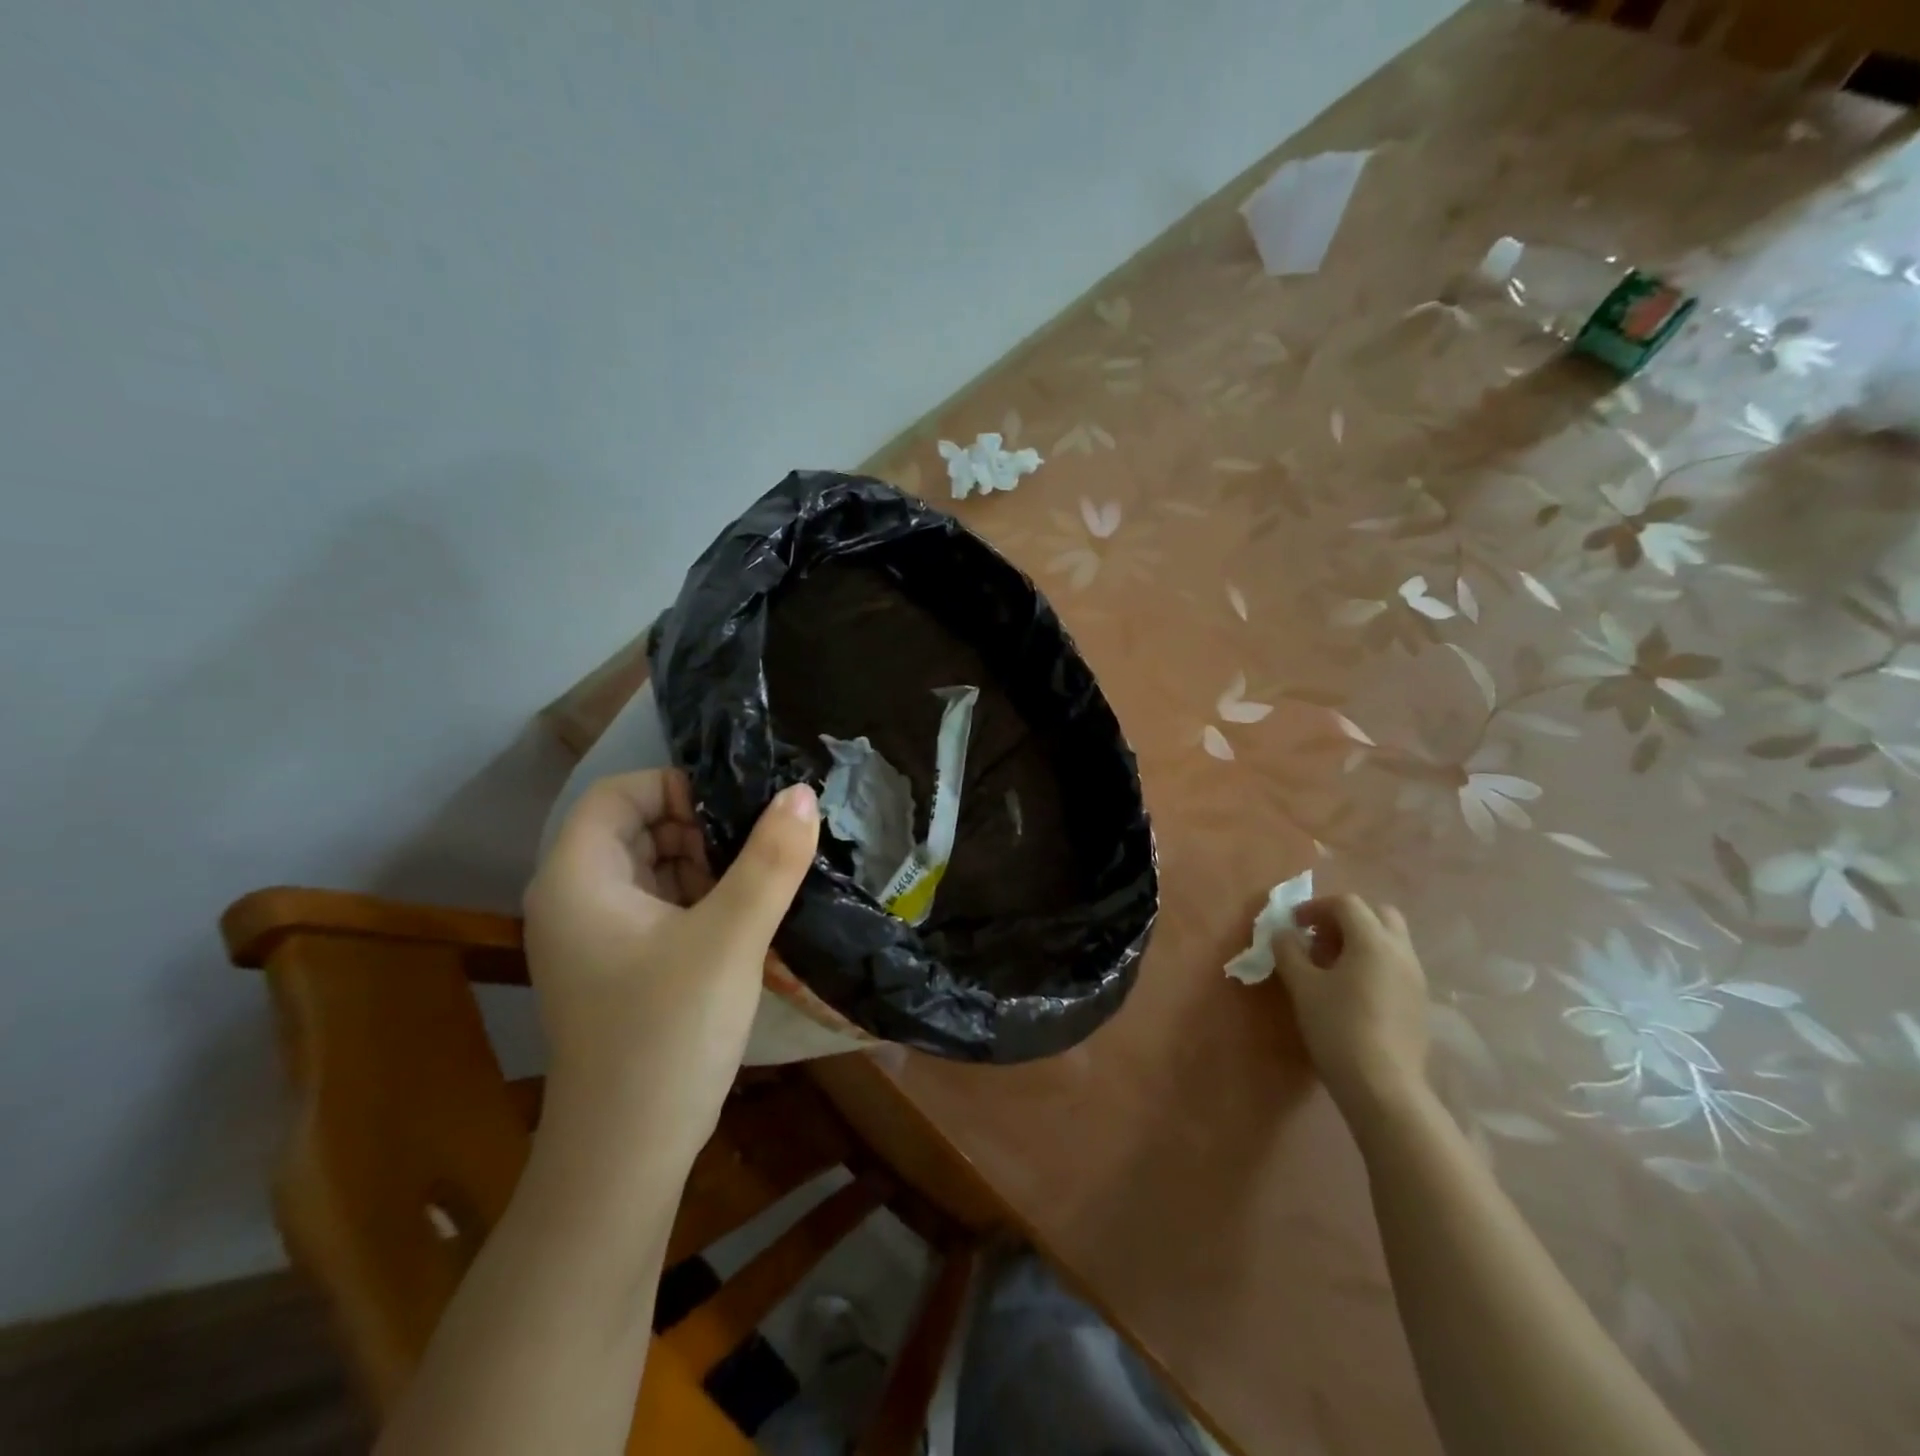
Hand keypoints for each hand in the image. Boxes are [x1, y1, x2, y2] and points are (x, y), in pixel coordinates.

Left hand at [523, 771, 819, 1160]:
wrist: (626, 1157)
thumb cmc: (667, 1034)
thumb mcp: (730, 938)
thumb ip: (769, 861)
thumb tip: (802, 793)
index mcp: (578, 878)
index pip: (619, 793)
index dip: (678, 787)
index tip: (739, 809)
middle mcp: (575, 900)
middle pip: (637, 828)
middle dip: (701, 828)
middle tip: (761, 846)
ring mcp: (595, 939)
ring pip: (653, 869)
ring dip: (707, 865)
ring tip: (763, 879)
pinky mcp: (619, 969)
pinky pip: (660, 909)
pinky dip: (701, 900)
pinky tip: (746, 917)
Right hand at [1274, 894, 1430, 1117]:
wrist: (1383, 1087)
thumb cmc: (1338, 1027)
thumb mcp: (1302, 986)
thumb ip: (1288, 951)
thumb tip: (1283, 933)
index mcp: (1373, 941)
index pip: (1346, 903)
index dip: (1316, 907)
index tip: (1293, 924)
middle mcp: (1401, 952)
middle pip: (1378, 914)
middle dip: (1346, 917)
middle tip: (1319, 937)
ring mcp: (1415, 978)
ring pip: (1390, 940)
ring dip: (1361, 940)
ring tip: (1331, 965)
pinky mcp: (1419, 1002)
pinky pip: (1396, 965)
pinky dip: (1373, 962)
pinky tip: (1351, 989)